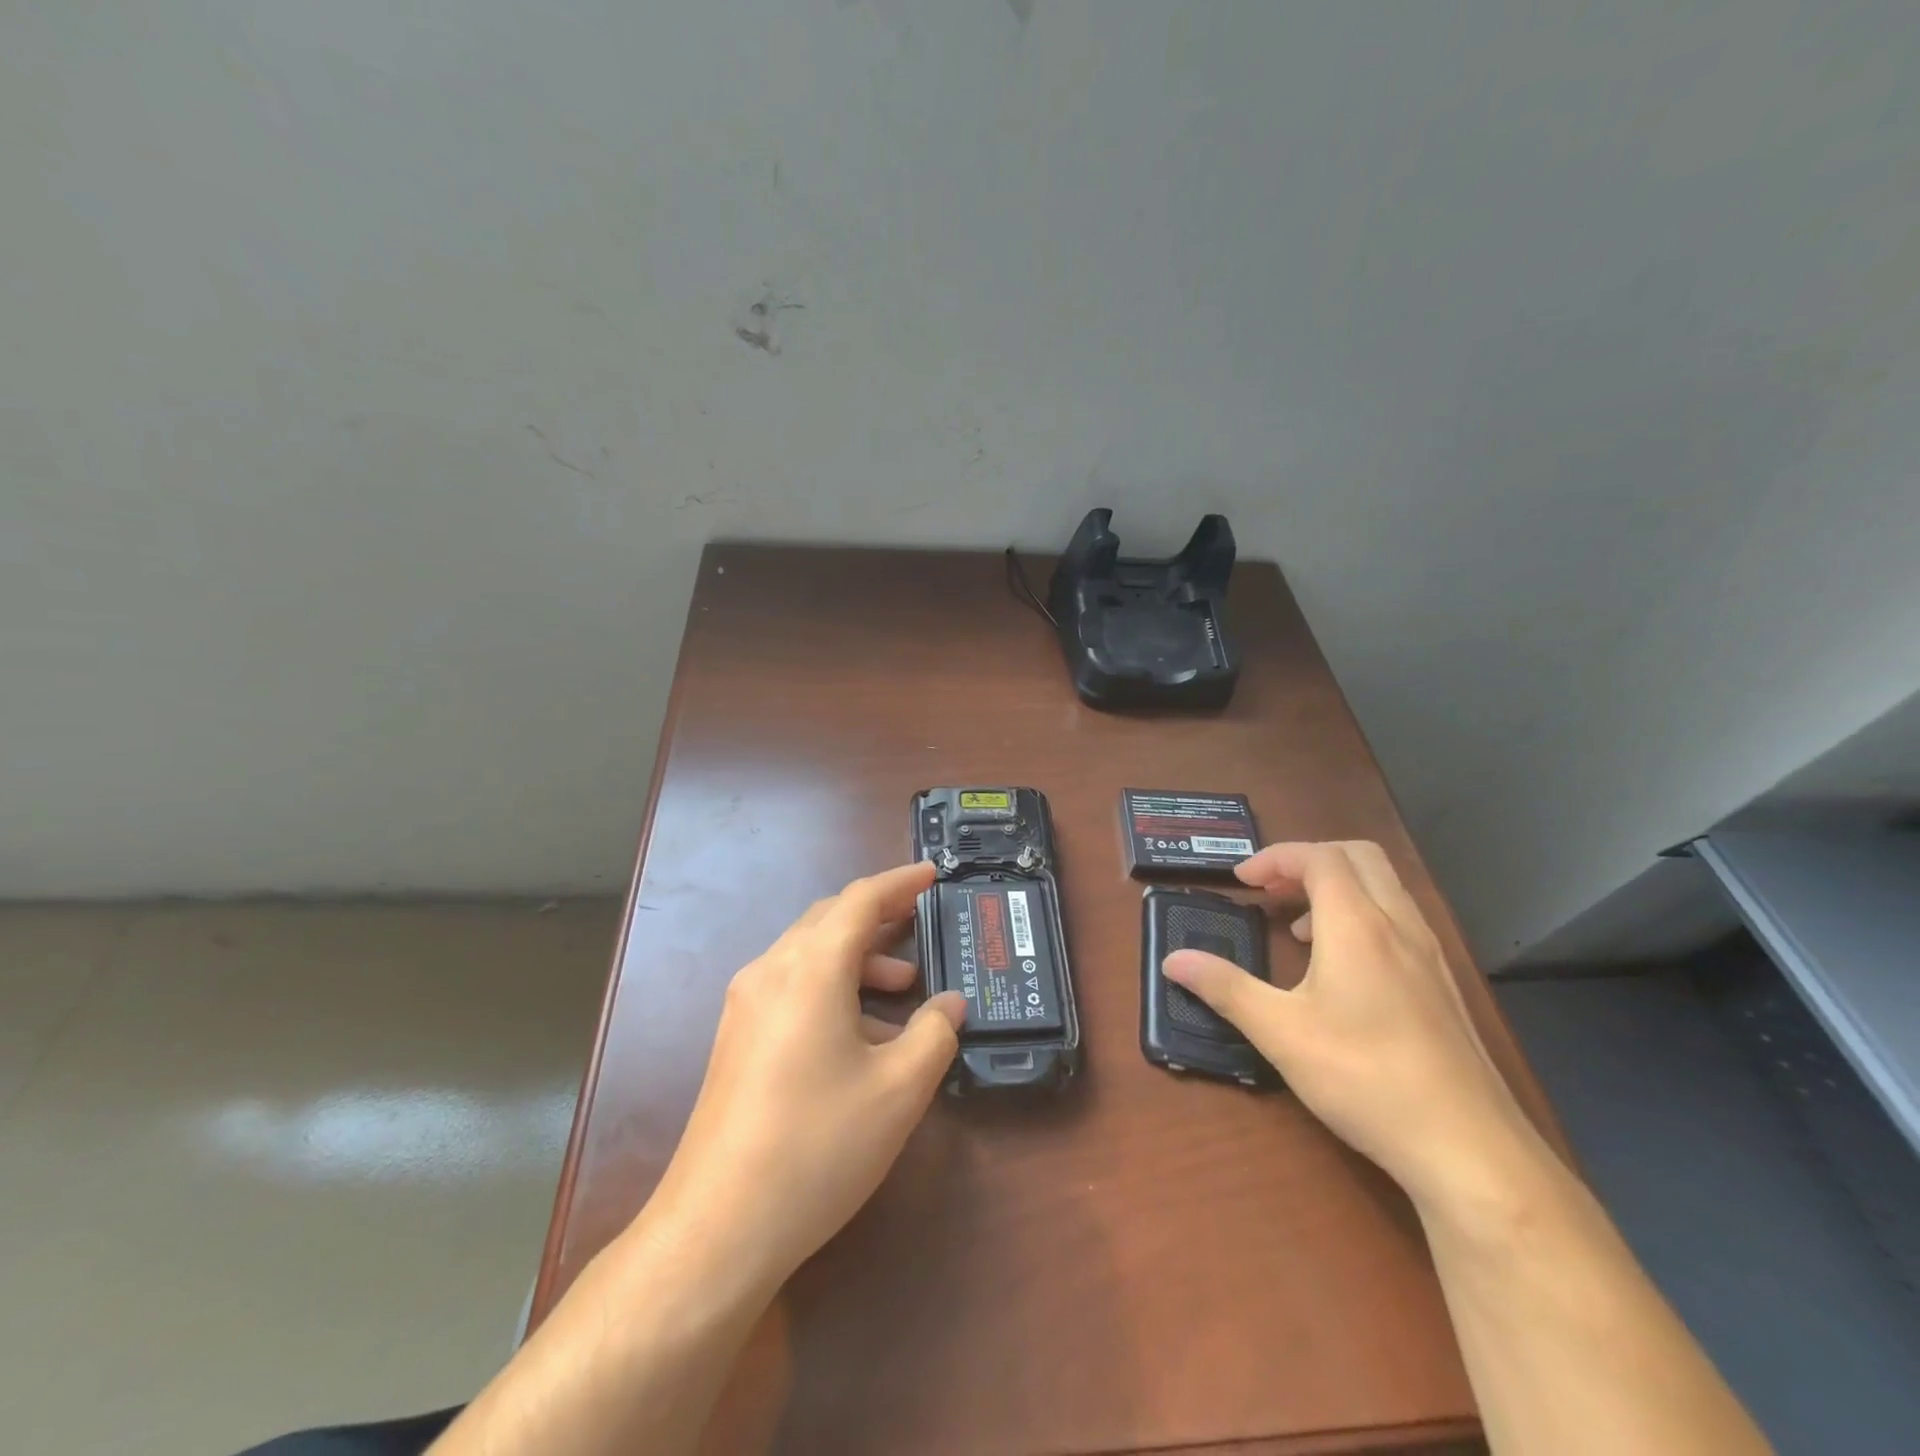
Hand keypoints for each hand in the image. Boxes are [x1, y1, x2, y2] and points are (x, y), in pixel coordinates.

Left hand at [639, 860, 964, 1293]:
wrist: (717, 1227)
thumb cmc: (818, 1145)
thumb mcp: (898, 1089)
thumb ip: (934, 1033)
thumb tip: (950, 1004)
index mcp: (810, 968)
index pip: (861, 900)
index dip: (901, 882)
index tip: (933, 875)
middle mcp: (771, 971)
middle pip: (830, 920)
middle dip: (879, 916)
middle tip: (922, 922)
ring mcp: (746, 1005)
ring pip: (809, 954)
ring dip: (858, 958)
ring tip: (903, 988)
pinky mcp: (736, 1038)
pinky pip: (792, 987)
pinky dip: (833, 988)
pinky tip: (862, 1033)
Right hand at [1164, 841, 1532, 1207]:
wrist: (1470, 1149)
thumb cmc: (1366, 1078)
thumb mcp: (1281, 1033)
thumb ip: (1225, 988)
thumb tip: (1172, 960)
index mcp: (1357, 925)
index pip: (1318, 857)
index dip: (1276, 857)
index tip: (1242, 881)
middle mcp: (1399, 925)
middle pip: (1358, 856)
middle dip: (1308, 860)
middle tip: (1271, 891)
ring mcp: (1430, 954)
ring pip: (1384, 887)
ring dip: (1337, 888)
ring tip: (1300, 929)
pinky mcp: (1444, 985)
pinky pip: (1400, 920)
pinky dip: (1363, 916)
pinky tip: (1343, 969)